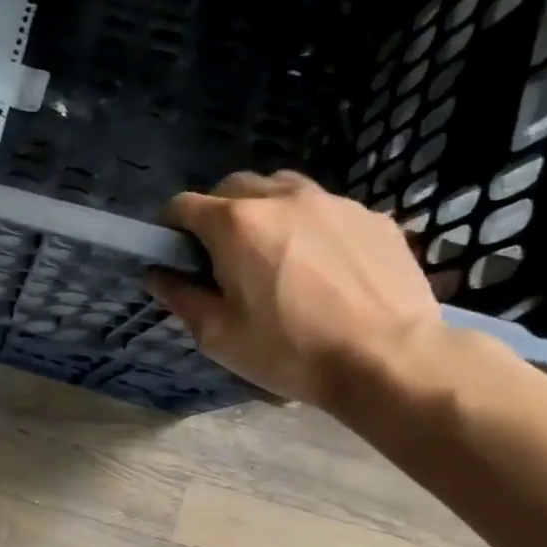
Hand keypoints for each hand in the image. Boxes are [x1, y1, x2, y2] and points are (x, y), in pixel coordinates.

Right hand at [148, 171, 445, 409]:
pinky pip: (326, 209)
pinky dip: (310, 227)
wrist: (389, 359)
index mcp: (236, 224)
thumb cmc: (290, 351)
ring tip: (274, 255)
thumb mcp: (219, 335)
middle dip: (217, 214)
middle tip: (223, 258)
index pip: (183, 205)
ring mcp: (332, 202)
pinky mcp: (371, 217)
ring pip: (282, 189)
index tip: (175, 255)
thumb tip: (156, 274)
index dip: (171, 228)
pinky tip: (322, 268)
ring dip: (264, 212)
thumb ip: (180, 297)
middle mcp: (281, 197)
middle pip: (233, 187)